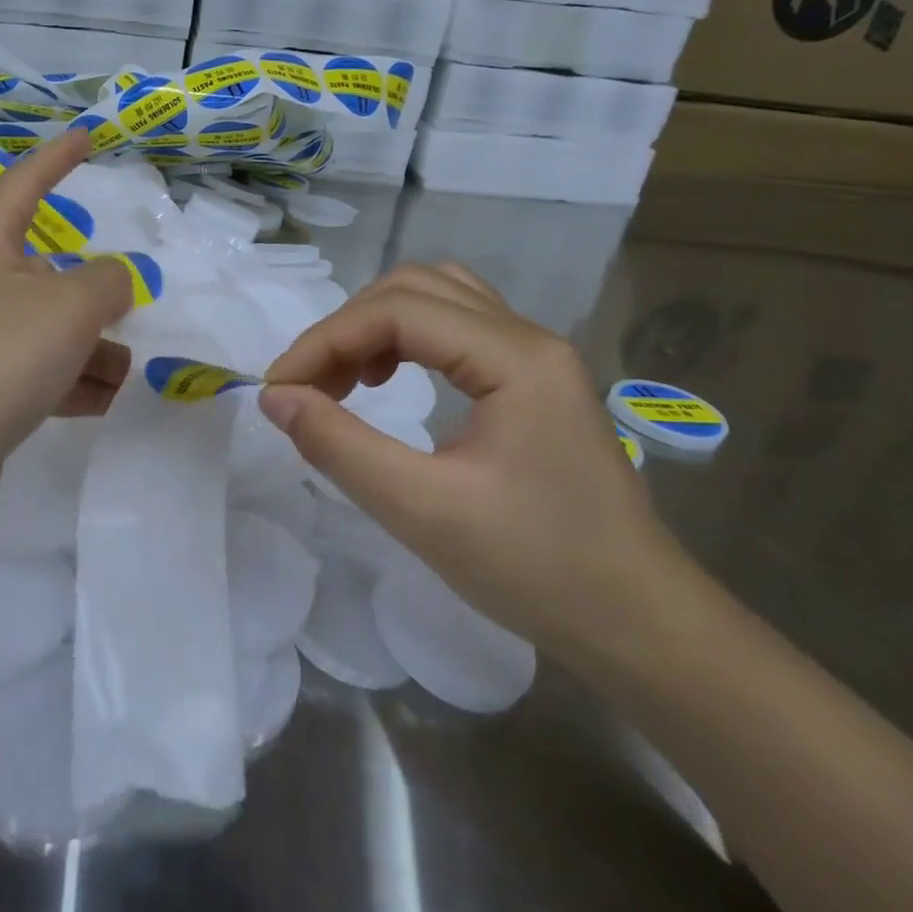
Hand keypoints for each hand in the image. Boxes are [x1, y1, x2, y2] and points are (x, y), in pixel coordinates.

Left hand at [0, 130, 133, 523]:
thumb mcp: (70, 308)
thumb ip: (108, 282)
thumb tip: (112, 282)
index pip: (24, 182)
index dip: (58, 158)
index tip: (87, 138)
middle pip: (48, 272)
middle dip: (93, 295)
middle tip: (130, 310)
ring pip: (48, 328)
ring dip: (91, 349)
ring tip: (125, 375)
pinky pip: (36, 370)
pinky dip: (70, 381)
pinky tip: (102, 402)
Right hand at [260, 262, 694, 666]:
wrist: (637, 622)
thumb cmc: (536, 568)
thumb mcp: (422, 510)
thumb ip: (339, 446)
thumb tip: (276, 398)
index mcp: (515, 357)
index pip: (396, 311)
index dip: (324, 340)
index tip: (278, 390)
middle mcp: (528, 338)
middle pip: (415, 288)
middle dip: (346, 329)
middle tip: (308, 388)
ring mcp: (535, 357)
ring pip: (436, 299)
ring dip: (376, 327)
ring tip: (344, 381)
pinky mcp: (532, 381)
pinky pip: (456, 329)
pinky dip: (406, 341)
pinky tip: (388, 384)